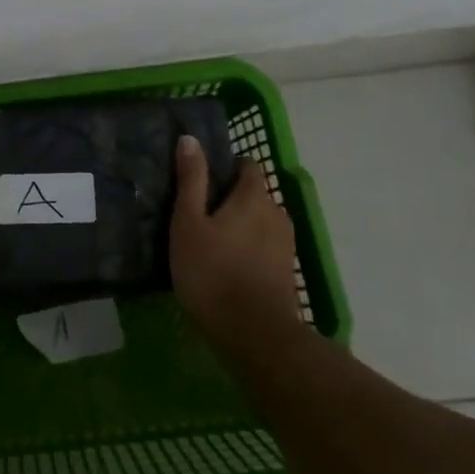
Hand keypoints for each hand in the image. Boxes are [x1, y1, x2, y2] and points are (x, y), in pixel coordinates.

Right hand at [170, 135, 300, 353]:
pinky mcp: (286, 272)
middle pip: (254, 194)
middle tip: (198, 212)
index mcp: (254, 196)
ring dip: (240, 224)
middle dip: (231, 197)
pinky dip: (248, 247)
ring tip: (210, 238)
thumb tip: (190, 139)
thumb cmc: (212, 271)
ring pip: (260, 222)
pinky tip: (226, 263)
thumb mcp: (188, 222)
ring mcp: (285, 245)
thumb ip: (191, 180)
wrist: (253, 334)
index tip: (201, 178)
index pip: (247, 166)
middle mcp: (277, 214)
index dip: (226, 166)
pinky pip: (264, 246)